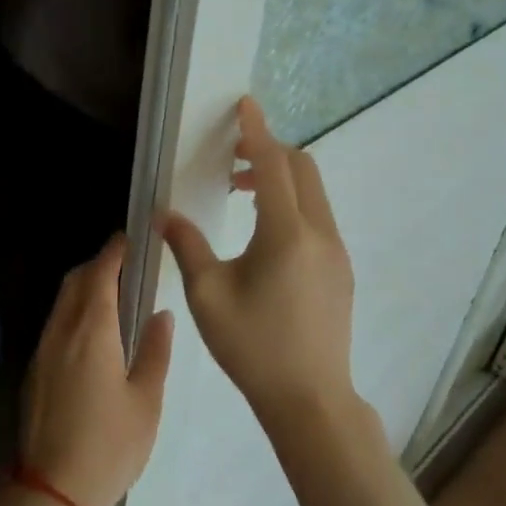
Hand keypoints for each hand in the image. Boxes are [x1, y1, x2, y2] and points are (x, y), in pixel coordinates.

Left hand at [19, 234, 173, 505]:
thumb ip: (155, 352)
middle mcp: (62, 330)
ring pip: (62, 301)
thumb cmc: (109, 447)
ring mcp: (43, 349)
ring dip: (83, 287)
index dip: (114, 252)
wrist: (50, 490)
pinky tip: (92, 331)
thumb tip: (162, 314)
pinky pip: (55, 323)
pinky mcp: (35, 369)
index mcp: (92, 331)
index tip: (128, 238)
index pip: (101, 274)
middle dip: (98, 264)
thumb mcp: (146, 402)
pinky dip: (73, 311)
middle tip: (124, 264)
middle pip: (76, 281)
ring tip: (112, 294)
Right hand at [161, 97, 361, 437]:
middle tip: (231, 158)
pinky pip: (317, 217)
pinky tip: (263, 233)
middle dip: (268, 151)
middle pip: (302, 169)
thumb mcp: (207, 294)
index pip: (272, 164)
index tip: (246, 104)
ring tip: (240, 193)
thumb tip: (165, 215)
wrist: (310, 400)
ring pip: (313, 192)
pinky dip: (292, 203)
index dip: (256, 132)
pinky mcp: (340, 270)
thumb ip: (187, 245)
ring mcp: (336, 252)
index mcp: (286, 233)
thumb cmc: (253, 346)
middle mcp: (319, 233)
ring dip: (280, 178)